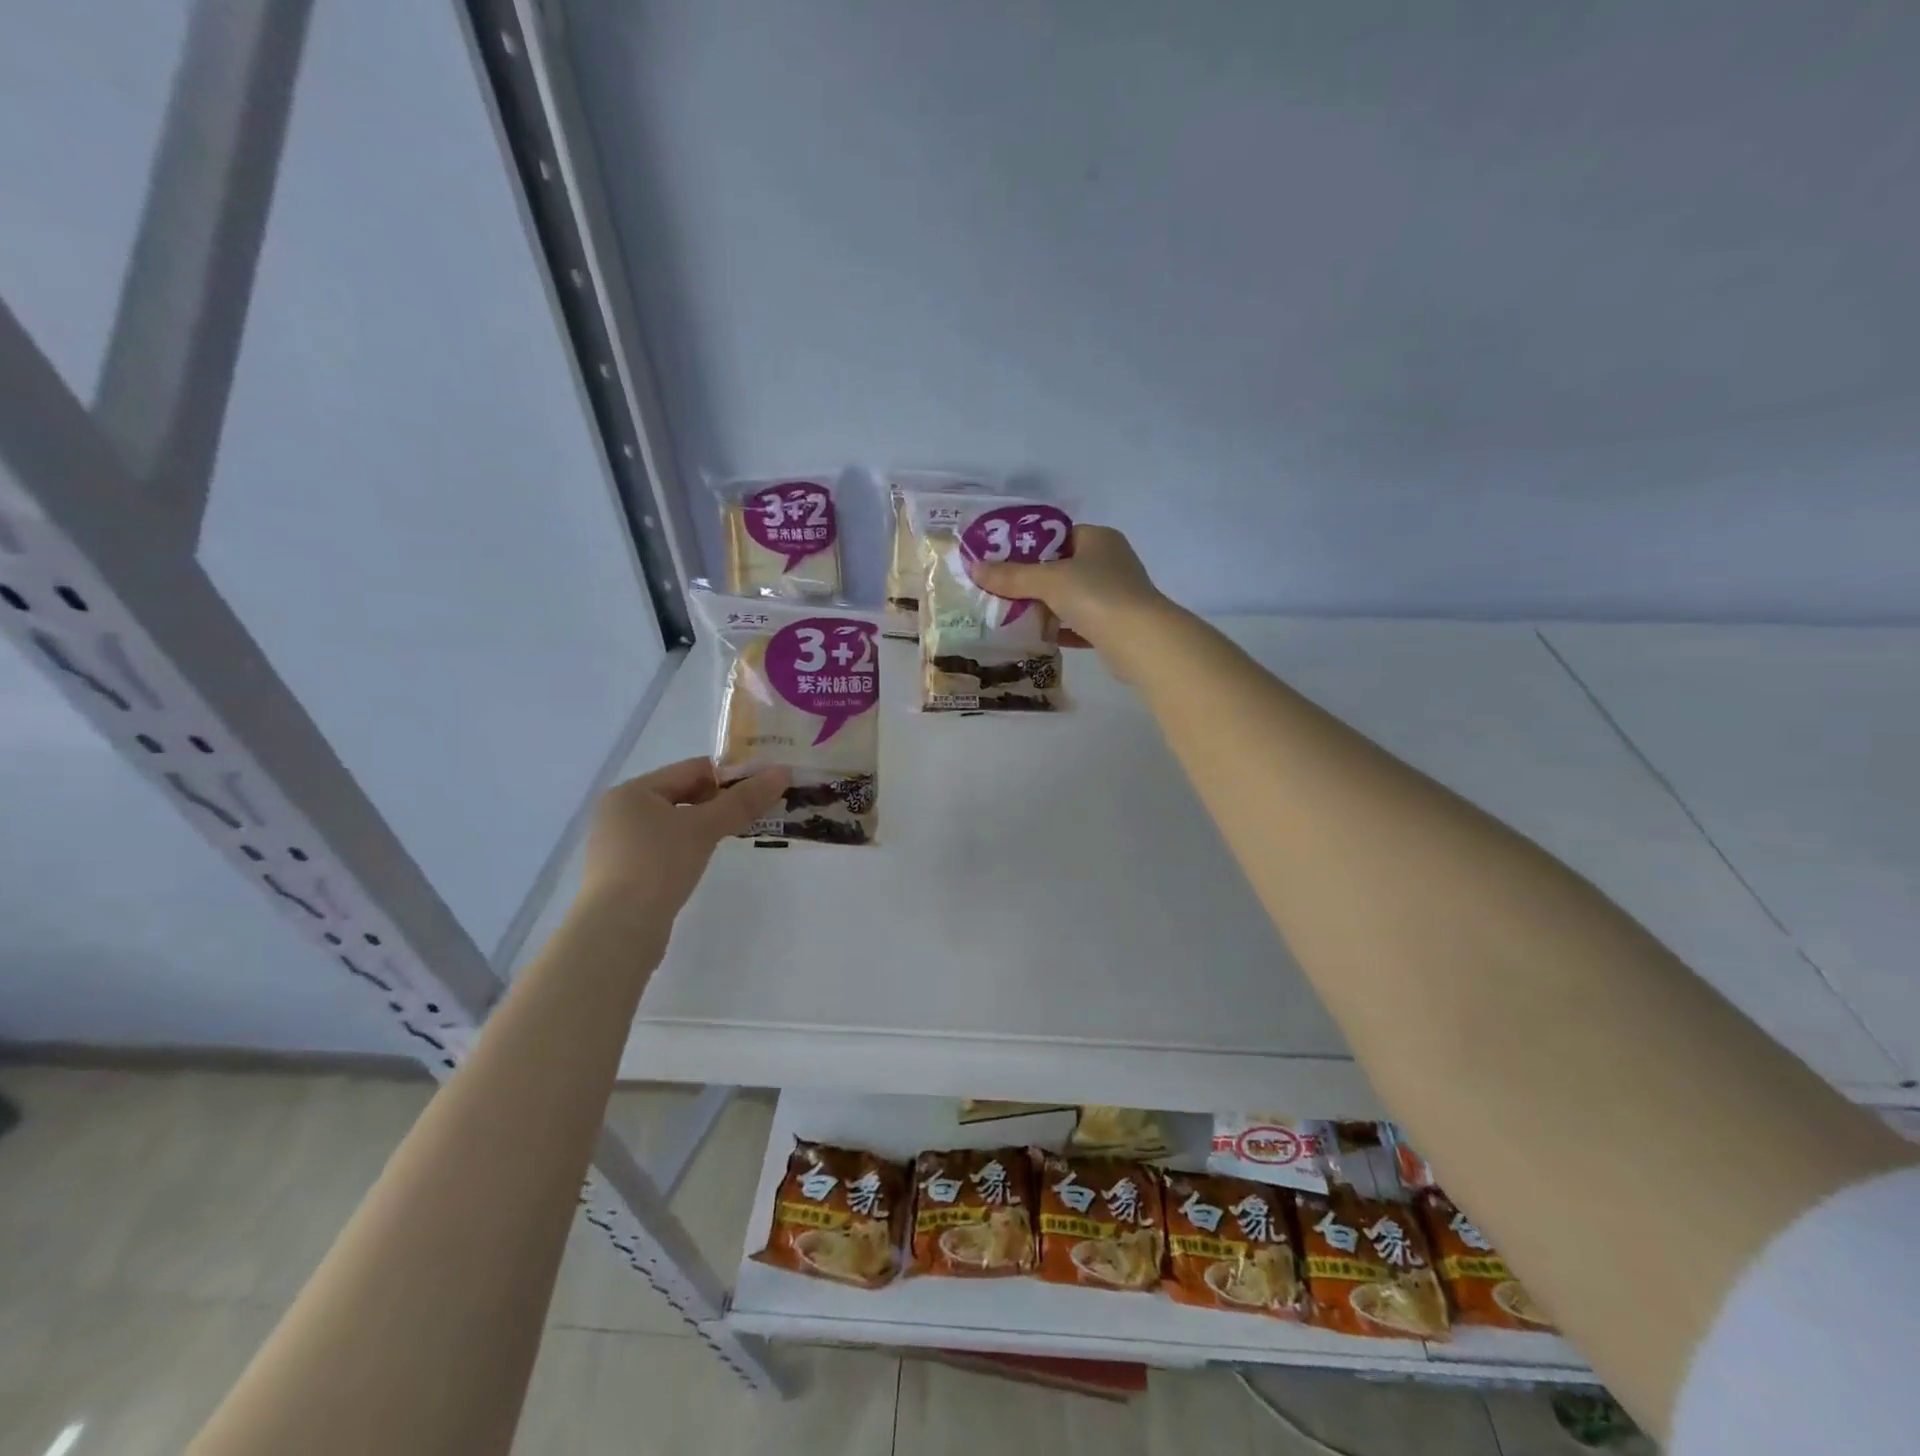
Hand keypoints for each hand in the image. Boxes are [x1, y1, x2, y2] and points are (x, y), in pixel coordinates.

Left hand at [574, 758, 788, 930]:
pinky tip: (706, 859)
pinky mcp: (624, 873)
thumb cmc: (658, 865)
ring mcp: (619, 845)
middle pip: (682, 795)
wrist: (617, 931)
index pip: (691, 769)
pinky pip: (665, 847)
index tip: (763, 786)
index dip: (730, 774)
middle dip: (721, 801)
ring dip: (707, 825)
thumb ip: (742, 801)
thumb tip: (782, 772)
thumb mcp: (704, 828)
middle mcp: (620, 812)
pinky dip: (689, 847)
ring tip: (739, 833)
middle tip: (758, 810)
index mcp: (633, 791)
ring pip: (675, 823)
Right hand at [968, 524, 1172, 669]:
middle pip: (1062, 567)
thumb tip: (975, 568)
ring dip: (1044, 607)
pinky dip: (1059, 629)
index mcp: (1099, 539)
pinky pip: (1078, 623)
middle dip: (1032, 580)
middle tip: (1000, 589)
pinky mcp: (1114, 625)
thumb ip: (1012, 576)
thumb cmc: (1096, 595)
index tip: (1001, 559)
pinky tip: (1037, 637)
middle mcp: (1110, 562)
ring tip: (1010, 614)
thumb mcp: (1048, 581)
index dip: (1029, 545)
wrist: (1140, 641)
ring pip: (1070, 597)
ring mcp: (1115, 595)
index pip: (1059, 535)